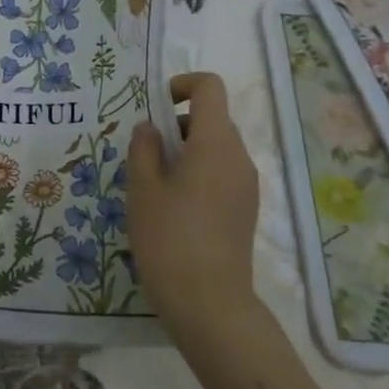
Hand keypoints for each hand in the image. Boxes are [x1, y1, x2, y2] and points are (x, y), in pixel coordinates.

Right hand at [128, 73, 262, 337]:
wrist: (208, 302)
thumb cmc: (169, 237)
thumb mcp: (142, 188)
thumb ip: (143, 148)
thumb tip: (150, 128)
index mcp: (215, 143)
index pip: (209, 88)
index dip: (181, 85)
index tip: (155, 109)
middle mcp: (239, 157)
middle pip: (212, 118)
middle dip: (176, 124)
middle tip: (144, 155)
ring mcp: (246, 185)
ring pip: (216, 147)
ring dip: (185, 151)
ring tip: (154, 185)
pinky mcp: (246, 209)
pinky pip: (221, 173)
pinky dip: (197, 173)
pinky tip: (173, 207)